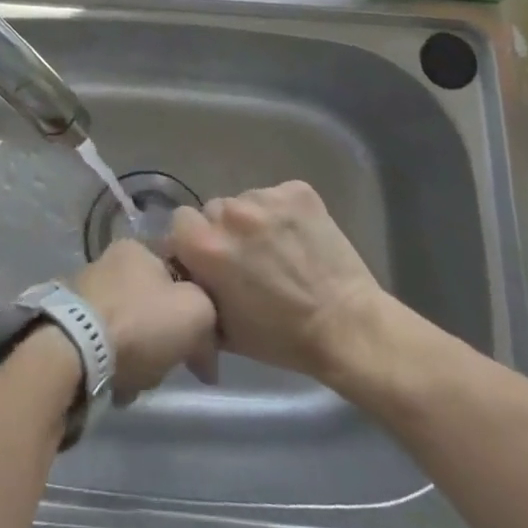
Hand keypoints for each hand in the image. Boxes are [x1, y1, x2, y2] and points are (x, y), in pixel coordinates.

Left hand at [69, 240, 217, 400]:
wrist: (74, 352)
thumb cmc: (140, 322)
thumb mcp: (196, 310)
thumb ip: (210, 313)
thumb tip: (202, 339)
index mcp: (138, 247)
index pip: (180, 273)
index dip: (198, 309)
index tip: (203, 344)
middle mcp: (109, 262)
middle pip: (156, 306)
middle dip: (167, 339)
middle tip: (172, 363)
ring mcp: (85, 293)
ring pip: (132, 330)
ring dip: (142, 357)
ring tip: (141, 378)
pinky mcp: (68, 325)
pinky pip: (106, 349)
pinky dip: (117, 366)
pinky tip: (118, 383)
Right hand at [169, 181, 405, 382]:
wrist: (347, 327)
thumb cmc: (281, 337)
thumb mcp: (222, 328)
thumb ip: (196, 291)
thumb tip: (186, 275)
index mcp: (206, 246)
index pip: (180, 221)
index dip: (192, 240)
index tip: (208, 258)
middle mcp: (231, 213)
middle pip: (214, 209)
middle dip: (224, 230)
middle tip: (246, 256)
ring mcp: (266, 198)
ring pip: (246, 201)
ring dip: (253, 221)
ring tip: (277, 248)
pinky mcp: (298, 190)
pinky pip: (276, 195)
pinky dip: (282, 212)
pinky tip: (298, 237)